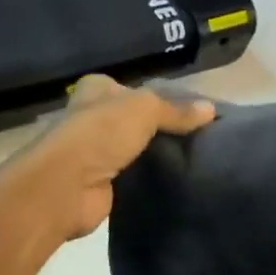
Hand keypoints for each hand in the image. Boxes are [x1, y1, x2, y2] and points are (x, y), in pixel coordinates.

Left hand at [0, 75, 216, 244]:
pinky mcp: (100, 182)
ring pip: (137, 147)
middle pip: (138, 118)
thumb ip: (177, 110)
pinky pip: (134, 174)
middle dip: (164, 126)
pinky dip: (151, 176)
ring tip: (196, 156)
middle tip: (201, 134)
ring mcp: (95, 151)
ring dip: (158, 153)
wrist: (65, 187)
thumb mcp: (145, 109)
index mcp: (97, 89)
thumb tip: (210, 110)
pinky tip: (177, 178)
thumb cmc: (100, 133)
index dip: (165, 96)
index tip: (195, 110)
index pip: (138, 88)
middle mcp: (93, 116)